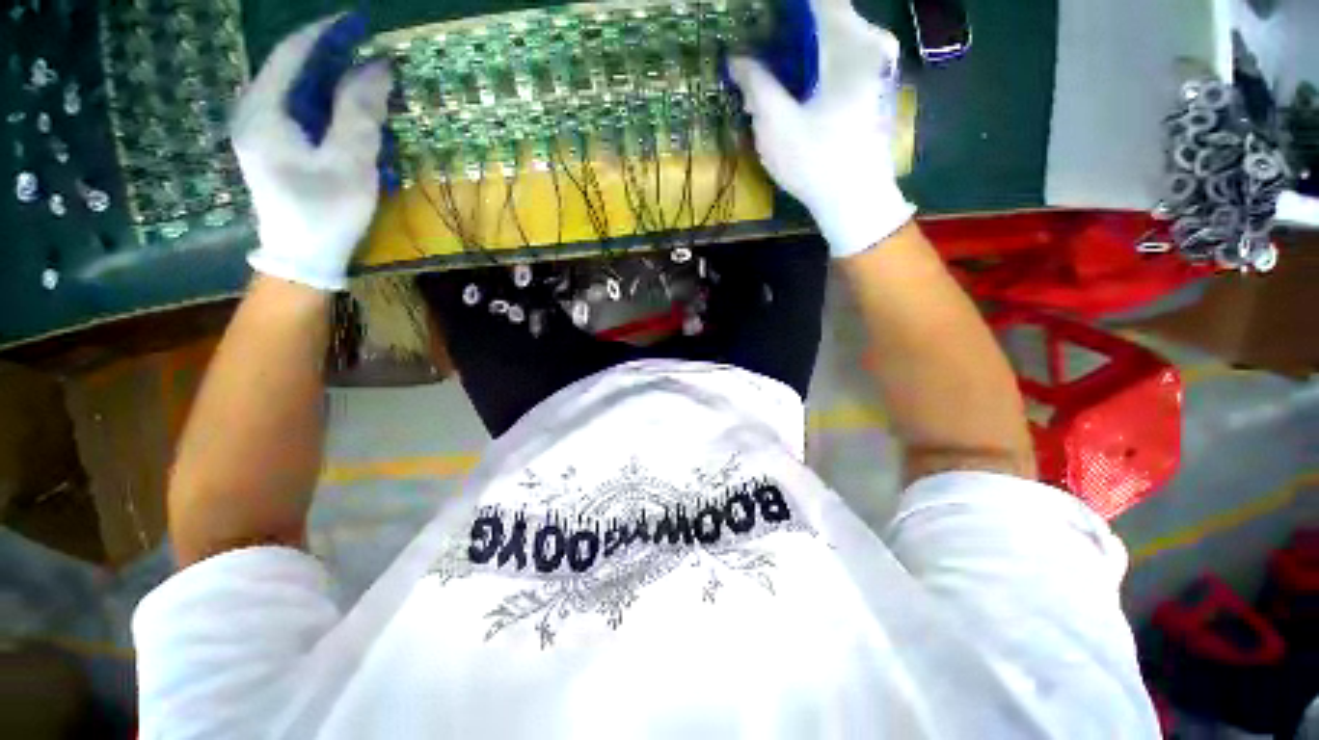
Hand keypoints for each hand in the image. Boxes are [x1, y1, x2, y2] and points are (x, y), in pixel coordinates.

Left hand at [233, 15, 391, 291]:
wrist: (302, 257)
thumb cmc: (326, 212)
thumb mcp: (350, 163)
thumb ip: (359, 113)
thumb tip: (377, 68)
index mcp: (264, 112)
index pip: (293, 53)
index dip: (327, 33)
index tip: (361, 23)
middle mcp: (254, 112)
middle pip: (292, 68)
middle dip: (332, 57)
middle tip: (371, 58)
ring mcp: (260, 129)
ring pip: (297, 89)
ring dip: (332, 82)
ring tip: (367, 85)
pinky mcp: (272, 145)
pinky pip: (299, 109)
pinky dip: (326, 104)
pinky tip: (349, 113)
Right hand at [729, 0, 914, 258]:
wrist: (858, 201)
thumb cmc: (816, 162)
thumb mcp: (775, 125)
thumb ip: (756, 84)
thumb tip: (737, 59)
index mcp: (850, 42)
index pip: (817, 0)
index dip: (785, 9)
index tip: (759, 20)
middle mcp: (872, 42)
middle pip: (825, 17)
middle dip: (788, 32)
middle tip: (758, 54)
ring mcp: (880, 64)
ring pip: (834, 38)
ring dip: (801, 51)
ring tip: (772, 74)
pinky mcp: (878, 86)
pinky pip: (845, 57)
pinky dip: (818, 64)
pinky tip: (798, 89)